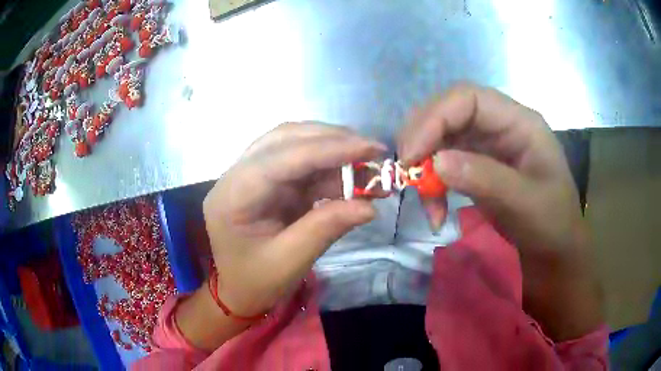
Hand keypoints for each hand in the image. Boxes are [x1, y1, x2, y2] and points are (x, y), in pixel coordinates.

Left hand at [202, 122, 384, 316]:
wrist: (235, 290)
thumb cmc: (253, 282)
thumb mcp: (288, 263)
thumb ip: (325, 228)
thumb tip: (369, 206)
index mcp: (234, 194)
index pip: (283, 158)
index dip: (329, 149)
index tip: (371, 148)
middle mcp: (239, 174)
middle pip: (286, 139)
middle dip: (333, 140)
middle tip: (373, 152)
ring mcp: (253, 175)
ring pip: (295, 144)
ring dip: (333, 149)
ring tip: (367, 163)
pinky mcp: (268, 182)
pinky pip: (301, 164)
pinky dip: (329, 166)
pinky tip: (352, 176)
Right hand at [398, 83, 602, 340]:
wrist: (554, 252)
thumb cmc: (552, 226)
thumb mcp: (527, 205)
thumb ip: (487, 180)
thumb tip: (436, 162)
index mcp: (520, 122)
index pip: (468, 98)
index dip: (435, 118)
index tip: (412, 156)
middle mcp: (500, 125)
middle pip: (449, 111)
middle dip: (422, 138)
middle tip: (406, 173)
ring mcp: (488, 145)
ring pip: (441, 136)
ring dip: (424, 164)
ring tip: (423, 198)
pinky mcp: (478, 166)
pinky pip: (444, 162)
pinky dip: (431, 184)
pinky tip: (434, 210)